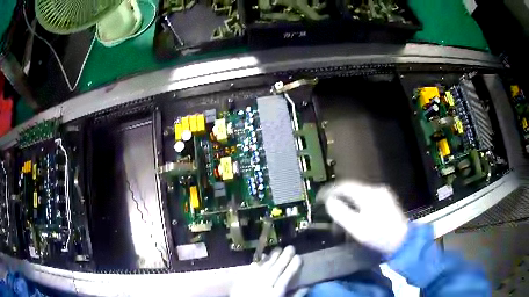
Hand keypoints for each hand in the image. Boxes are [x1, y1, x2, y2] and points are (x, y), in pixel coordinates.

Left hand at [230, 246, 301, 296]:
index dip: (293, 266)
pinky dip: (258, 262)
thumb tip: (307, 286)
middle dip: (284, 257)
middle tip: (291, 247)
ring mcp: (252, 282)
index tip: (299, 256)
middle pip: (276, 269)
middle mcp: (264, 285)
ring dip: (272, 257)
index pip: (286, 277)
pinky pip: (251, 269)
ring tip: (279, 249)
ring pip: (264, 267)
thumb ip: (295, 296)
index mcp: (275, 293)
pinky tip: (263, 257)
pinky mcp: (242, 280)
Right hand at [318, 181, 408, 254]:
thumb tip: (330, 202)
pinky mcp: (386, 202)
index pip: (345, 185)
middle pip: (352, 190)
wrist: (403, 241)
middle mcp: (376, 190)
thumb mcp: (357, 227)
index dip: (330, 190)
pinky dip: (357, 207)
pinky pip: (366, 200)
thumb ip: (341, 212)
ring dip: (348, 204)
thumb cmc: (379, 235)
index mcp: (369, 193)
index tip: (319, 197)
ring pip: (359, 195)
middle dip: (339, 199)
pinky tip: (355, 218)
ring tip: (341, 218)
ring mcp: (383, 195)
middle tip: (330, 211)